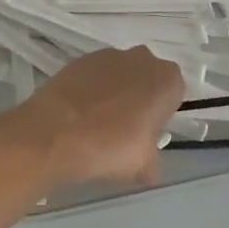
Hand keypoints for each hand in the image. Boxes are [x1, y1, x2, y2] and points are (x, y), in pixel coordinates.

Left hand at [13, 47, 185, 187]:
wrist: (54, 133)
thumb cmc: (110, 147)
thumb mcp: (142, 165)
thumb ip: (152, 163)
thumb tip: (149, 171)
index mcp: (167, 80)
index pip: (174, 94)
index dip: (161, 114)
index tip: (148, 133)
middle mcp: (143, 59)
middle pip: (148, 79)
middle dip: (140, 98)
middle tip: (124, 129)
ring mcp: (109, 55)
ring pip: (121, 75)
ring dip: (115, 93)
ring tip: (97, 123)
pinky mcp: (80, 59)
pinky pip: (94, 76)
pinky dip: (91, 90)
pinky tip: (78, 114)